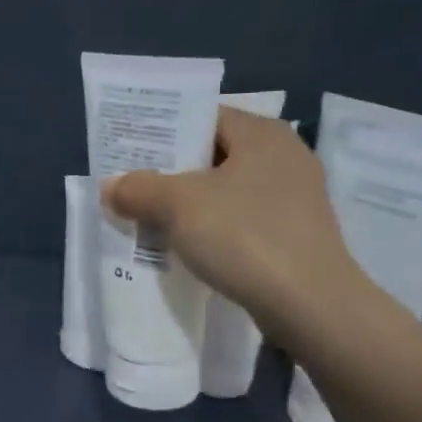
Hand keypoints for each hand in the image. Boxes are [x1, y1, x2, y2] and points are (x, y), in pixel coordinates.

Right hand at [101, 107, 373, 342]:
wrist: (311, 306)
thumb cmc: (244, 236)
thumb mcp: (178, 206)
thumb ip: (138, 189)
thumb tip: (110, 187)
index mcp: (262, 134)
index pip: (203, 116)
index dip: (162, 130)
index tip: (127, 149)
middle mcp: (283, 157)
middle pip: (211, 154)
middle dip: (168, 171)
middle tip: (129, 184)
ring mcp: (293, 198)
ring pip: (223, 190)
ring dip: (186, 204)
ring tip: (146, 217)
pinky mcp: (293, 235)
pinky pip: (238, 219)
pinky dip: (209, 227)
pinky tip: (183, 246)